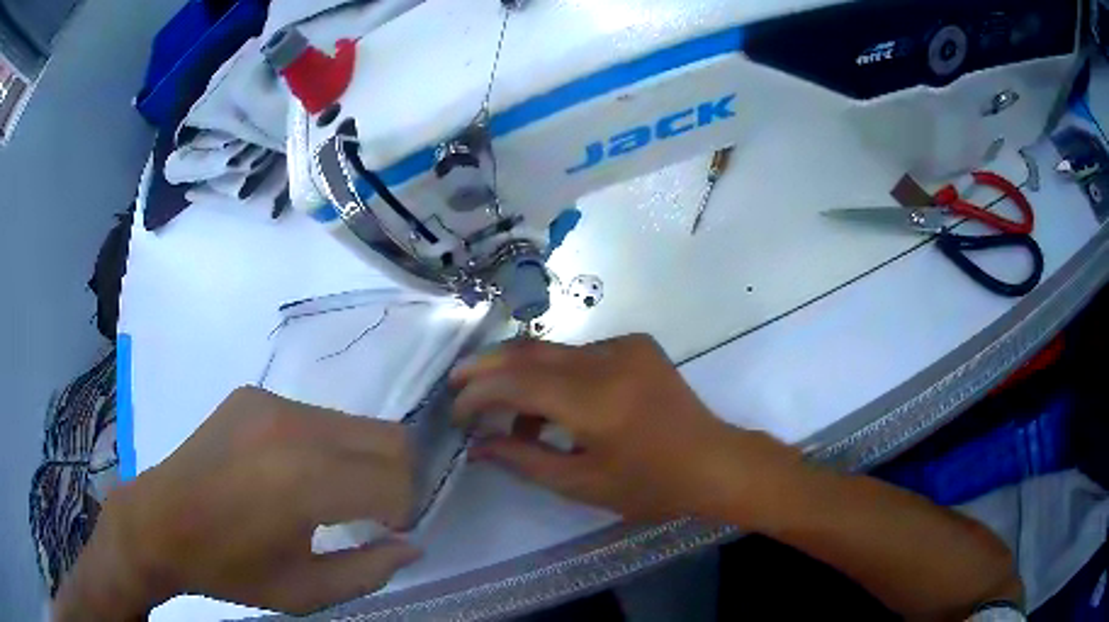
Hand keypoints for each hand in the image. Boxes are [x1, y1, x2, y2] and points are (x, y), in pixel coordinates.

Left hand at [55, 386, 420, 619]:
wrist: (158, 522)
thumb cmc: (231, 569)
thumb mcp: (306, 591)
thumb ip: (370, 570)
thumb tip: (410, 543)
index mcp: (305, 481)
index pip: (397, 481)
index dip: (404, 513)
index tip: (385, 535)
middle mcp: (294, 426)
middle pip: (390, 439)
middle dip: (396, 481)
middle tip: (370, 516)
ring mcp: (271, 402)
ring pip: (357, 425)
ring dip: (362, 463)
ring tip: (332, 498)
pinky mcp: (254, 394)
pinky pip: (318, 418)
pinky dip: (328, 448)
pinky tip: (293, 475)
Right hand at [451, 334, 798, 520]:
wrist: (714, 462)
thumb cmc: (651, 485)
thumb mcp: (582, 483)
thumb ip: (523, 460)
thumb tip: (477, 446)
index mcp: (596, 400)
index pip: (517, 382)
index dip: (478, 393)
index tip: (456, 412)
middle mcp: (608, 359)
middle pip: (528, 352)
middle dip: (486, 368)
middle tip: (458, 386)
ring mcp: (624, 345)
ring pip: (552, 351)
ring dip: (521, 376)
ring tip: (507, 415)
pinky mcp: (635, 344)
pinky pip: (579, 353)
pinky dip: (554, 375)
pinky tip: (551, 405)